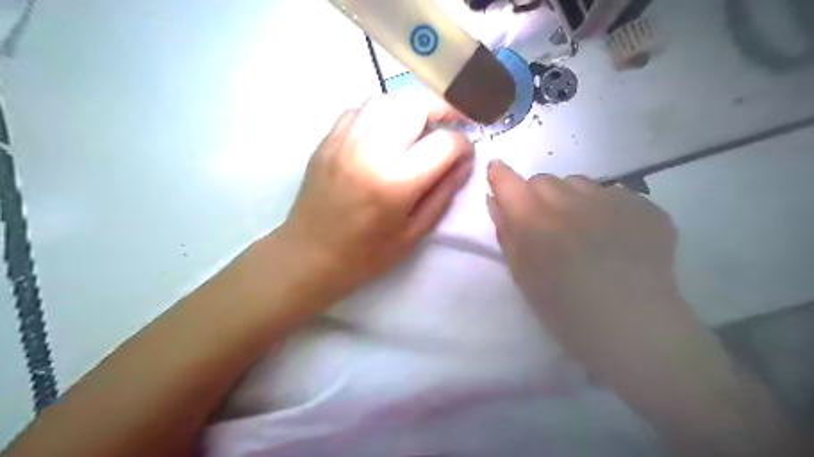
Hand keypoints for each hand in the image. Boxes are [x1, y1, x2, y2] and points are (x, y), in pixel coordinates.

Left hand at [281, 94, 473, 297]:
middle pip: (415, 105)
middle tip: (449, 126)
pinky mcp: (327, 140)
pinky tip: (382, 135)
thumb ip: (443, 194)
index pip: (445, 143)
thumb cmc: (366, 254)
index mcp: (396, 181)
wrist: (310, 255)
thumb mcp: (413, 233)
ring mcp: (345, 141)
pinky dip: (379, 115)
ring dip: (408, 110)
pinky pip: (359, 110)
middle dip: (442, 110)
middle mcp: (371, 150)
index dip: (463, 145)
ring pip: (386, 100)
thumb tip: (465, 163)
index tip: (465, 154)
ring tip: (415, 130)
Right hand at [482, 158, 707, 378]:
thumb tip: (496, 201)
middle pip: (543, 180)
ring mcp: (613, 200)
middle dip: (536, 196)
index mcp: (536, 222)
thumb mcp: (523, 276)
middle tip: (545, 225)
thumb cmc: (566, 312)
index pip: (509, 182)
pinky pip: (613, 194)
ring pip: (578, 183)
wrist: (636, 331)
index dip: (500, 176)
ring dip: (570, 199)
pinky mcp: (645, 207)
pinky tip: (615, 237)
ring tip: (583, 230)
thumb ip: (506, 234)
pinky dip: (605, 209)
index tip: (497, 175)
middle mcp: (572, 202)